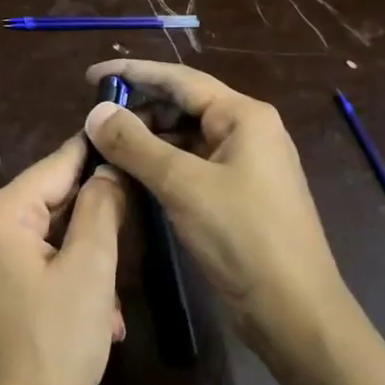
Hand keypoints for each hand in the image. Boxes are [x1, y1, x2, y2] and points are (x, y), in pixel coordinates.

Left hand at [0, 134, 129, 384]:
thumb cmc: (56, 346)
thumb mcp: (91, 270)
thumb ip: (101, 207)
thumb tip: (108, 170)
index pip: (53, 167)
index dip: (94, 156)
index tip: (126, 138)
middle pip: (46, 204)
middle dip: (91, 227)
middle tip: (133, 237)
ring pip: (42, 239)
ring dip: (82, 264)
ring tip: (111, 306)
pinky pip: (26, 265)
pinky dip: (61, 281)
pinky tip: (94, 316)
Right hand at [83, 60, 356, 367]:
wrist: (295, 311)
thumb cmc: (243, 237)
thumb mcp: (183, 185)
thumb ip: (135, 145)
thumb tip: (95, 112)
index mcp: (243, 116)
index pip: (179, 79)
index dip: (132, 73)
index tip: (89, 77)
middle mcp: (247, 131)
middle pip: (182, 106)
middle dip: (138, 110)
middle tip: (93, 123)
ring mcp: (244, 165)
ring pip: (185, 138)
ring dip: (147, 141)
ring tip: (104, 149)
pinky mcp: (237, 195)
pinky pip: (191, 167)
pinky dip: (161, 167)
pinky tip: (132, 176)